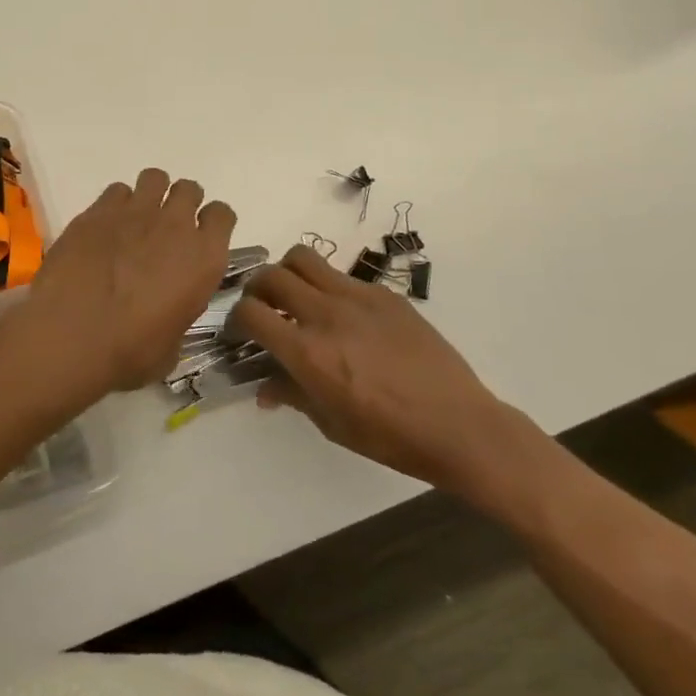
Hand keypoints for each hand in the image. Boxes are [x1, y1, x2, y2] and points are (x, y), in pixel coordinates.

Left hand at [25, 168, 236, 391]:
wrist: (72, 335)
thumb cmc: (129, 352)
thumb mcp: (170, 347)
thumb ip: (177, 317)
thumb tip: (165, 317)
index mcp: (204, 258)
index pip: (223, 215)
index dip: (212, 223)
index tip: (199, 237)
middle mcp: (175, 225)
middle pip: (189, 190)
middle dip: (181, 203)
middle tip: (165, 228)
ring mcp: (135, 212)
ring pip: (154, 178)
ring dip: (150, 195)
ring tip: (136, 220)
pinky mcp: (97, 211)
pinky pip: (116, 191)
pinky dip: (115, 205)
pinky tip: (104, 228)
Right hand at [229, 245, 524, 491]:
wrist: (459, 425)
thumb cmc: (390, 436)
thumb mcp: (331, 424)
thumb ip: (292, 395)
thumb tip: (264, 388)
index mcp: (308, 352)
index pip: (251, 312)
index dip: (236, 319)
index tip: (241, 333)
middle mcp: (326, 315)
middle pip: (270, 276)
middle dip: (256, 290)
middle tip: (263, 308)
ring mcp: (357, 298)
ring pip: (303, 258)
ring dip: (288, 273)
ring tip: (296, 297)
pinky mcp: (384, 294)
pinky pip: (341, 275)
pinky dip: (327, 286)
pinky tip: (344, 316)